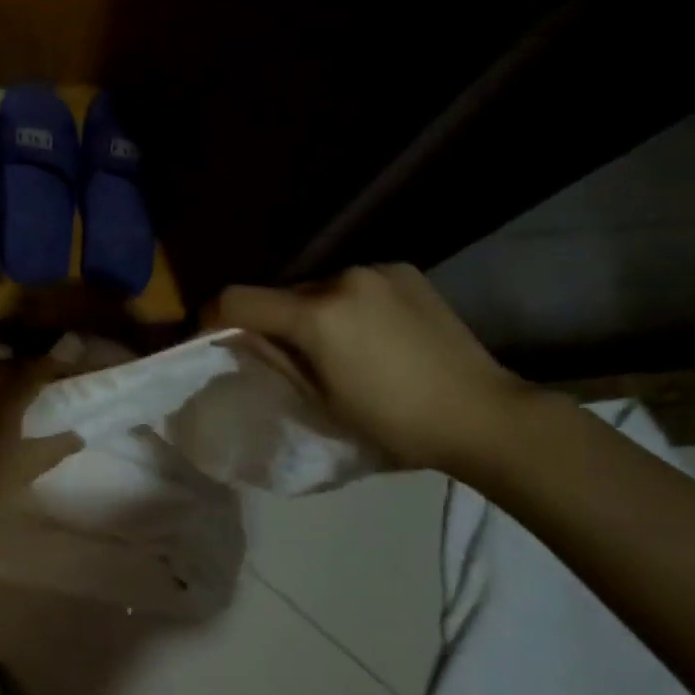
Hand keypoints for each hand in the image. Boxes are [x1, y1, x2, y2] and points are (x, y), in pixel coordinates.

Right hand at [210, 265, 531, 471]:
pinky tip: (376, 335)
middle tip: (287, 357)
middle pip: (282, 294)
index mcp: (318, 315)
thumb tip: (242, 337)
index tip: (211, 337)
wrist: (482, 414)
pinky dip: (349, 305)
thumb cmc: (395, 424)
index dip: (212, 317)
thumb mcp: (322, 401)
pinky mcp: (405, 271)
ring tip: (340, 349)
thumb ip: (275, 359)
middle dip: (274, 320)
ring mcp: (378, 270)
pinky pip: (356, 284)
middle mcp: (343, 278)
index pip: (238, 299)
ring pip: (320, 288)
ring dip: (314, 312)